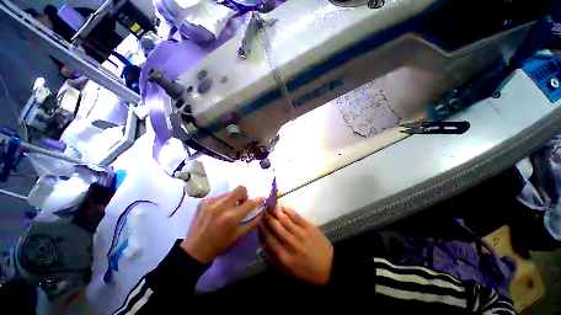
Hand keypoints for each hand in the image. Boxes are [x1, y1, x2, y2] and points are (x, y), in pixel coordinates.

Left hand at [181, 186, 264, 263]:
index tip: (262, 197)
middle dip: (244, 195)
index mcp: (231, 217)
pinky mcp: (203, 201)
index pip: (249, 203)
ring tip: (228, 209)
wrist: (194, 249)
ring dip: (233, 199)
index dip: (258, 199)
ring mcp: (211, 202)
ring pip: (229, 192)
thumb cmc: (219, 244)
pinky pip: (219, 196)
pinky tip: (218, 211)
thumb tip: (261, 211)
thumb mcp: (238, 235)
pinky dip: (222, 202)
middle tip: (241, 204)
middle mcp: (221, 206)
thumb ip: (252, 222)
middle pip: (240, 189)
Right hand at [261, 206, 332, 285]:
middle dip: (268, 218)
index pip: (270, 239)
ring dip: (276, 212)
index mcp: (285, 256)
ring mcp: (300, 233)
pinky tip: (284, 206)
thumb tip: (263, 249)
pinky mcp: (308, 227)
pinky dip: (289, 211)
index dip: (263, 229)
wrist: (329, 266)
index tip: (258, 221)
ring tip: (271, 206)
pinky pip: (297, 216)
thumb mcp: (289, 272)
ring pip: (285, 220)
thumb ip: (274, 261)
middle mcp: (290, 243)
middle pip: (276, 227)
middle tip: (263, 210)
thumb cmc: (308, 271)